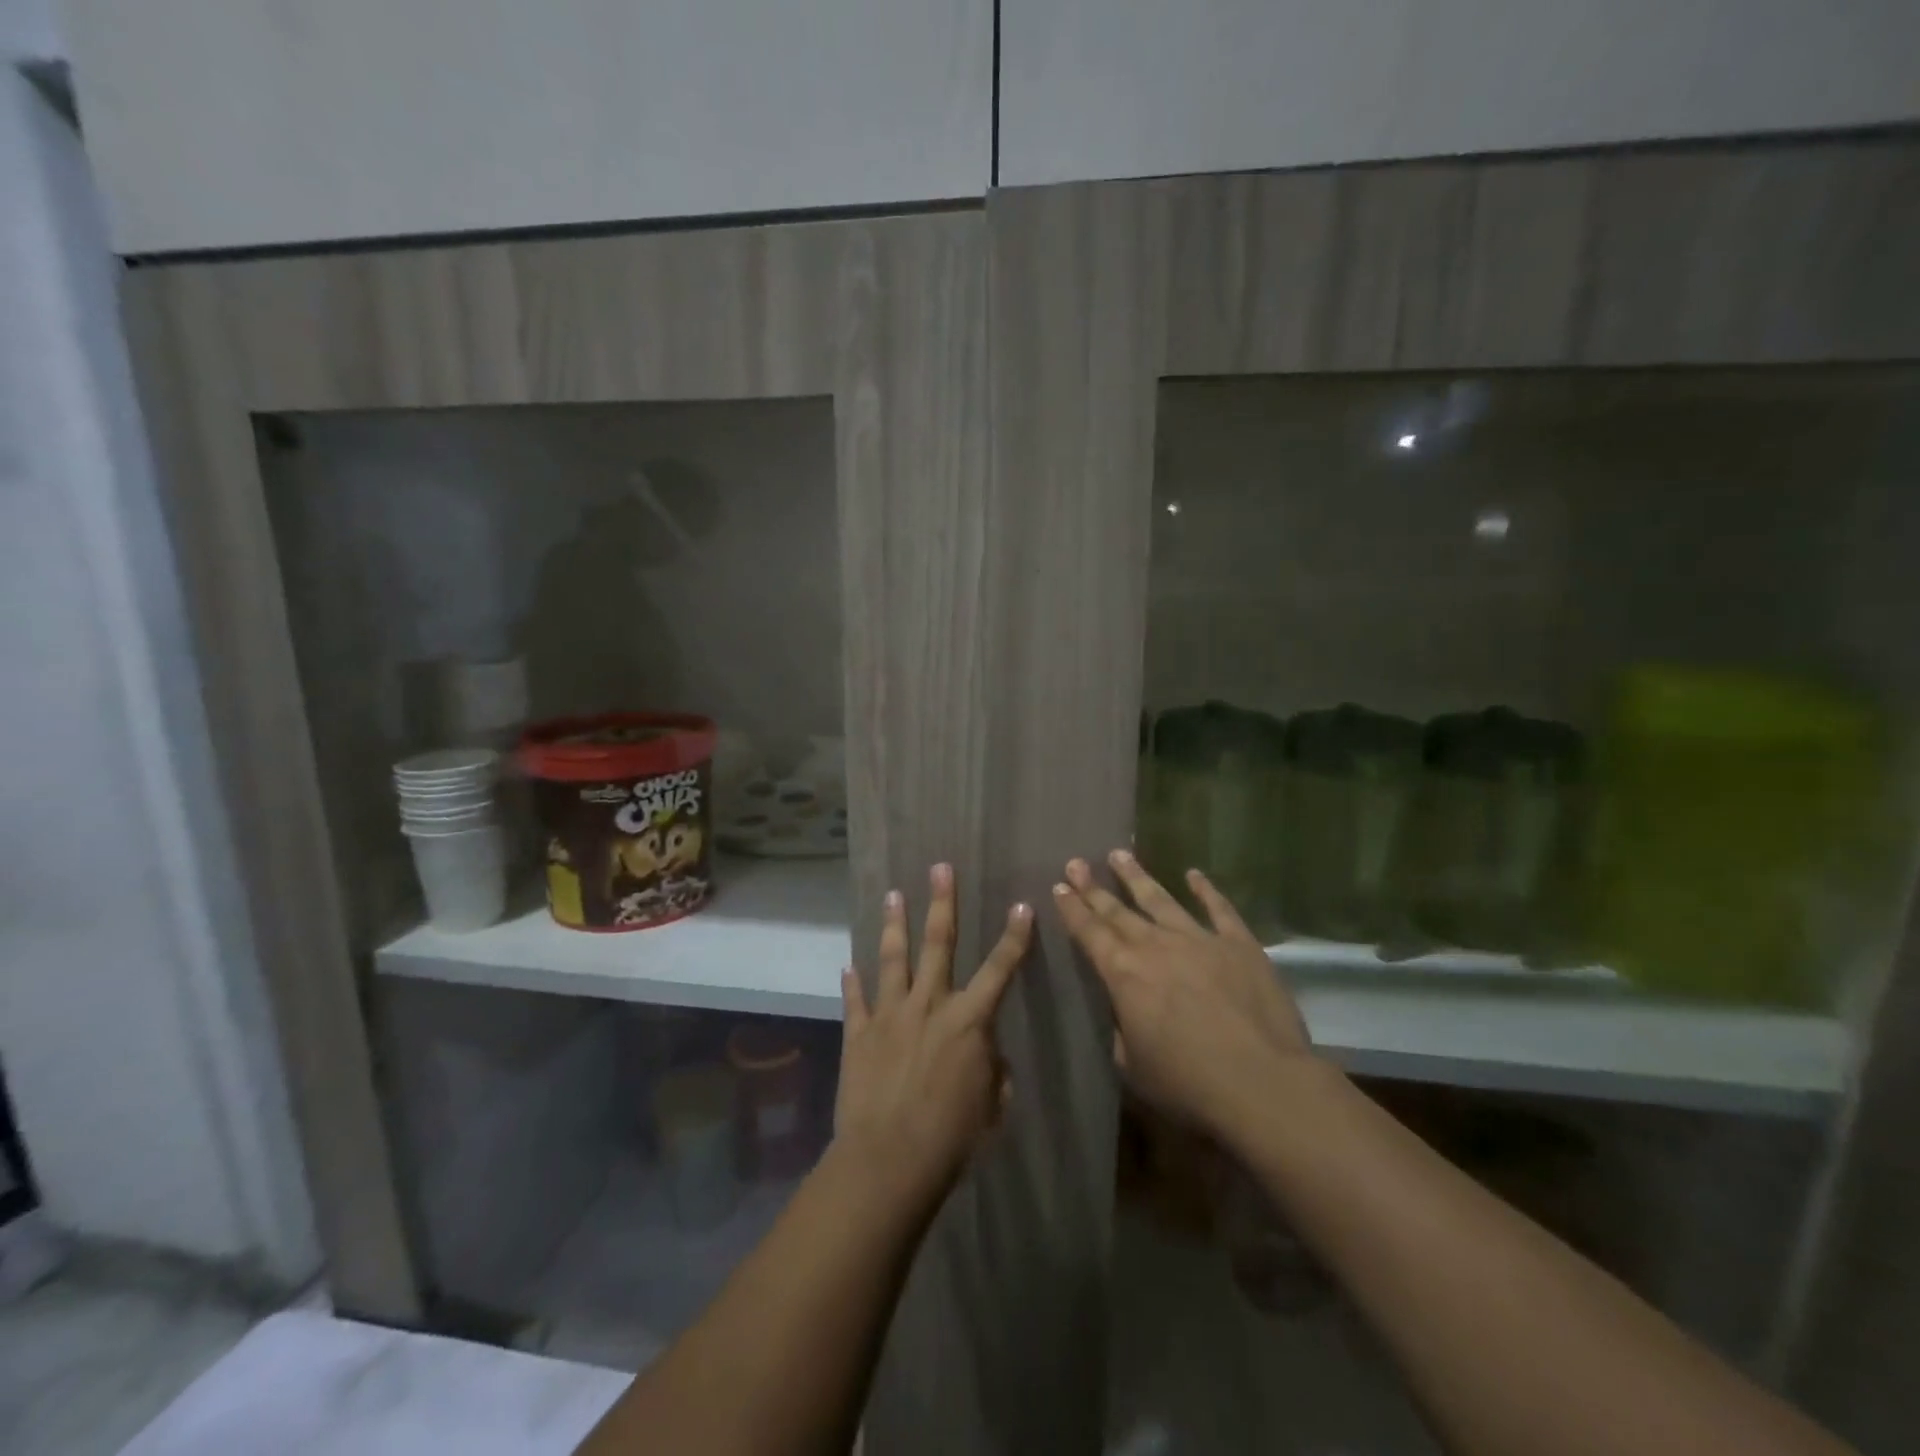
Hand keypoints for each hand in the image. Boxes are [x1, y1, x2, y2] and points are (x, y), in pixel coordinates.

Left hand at [834, 863, 1031, 1209]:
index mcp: (969, 1021)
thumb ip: (993, 1070)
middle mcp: (930, 1005)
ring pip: (893, 958)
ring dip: (895, 924)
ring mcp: (890, 1015)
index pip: (1000, 969)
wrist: (889, 1160)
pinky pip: (856, 1000)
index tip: (1021, 906)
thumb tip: (986, 1053)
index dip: (1014, 937)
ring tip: (893, 894)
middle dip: (942, 903)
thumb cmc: (952, 1138)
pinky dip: (852, 982)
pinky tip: (848, 964)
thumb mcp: (992, 1106)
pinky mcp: (859, 1033)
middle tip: (940, 868)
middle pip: (938, 943)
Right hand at [1054, 850, 1314, 1138]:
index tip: (1059, 886)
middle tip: (1075, 862)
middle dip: (1093, 887)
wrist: (1263, 1083)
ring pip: (1161, 899)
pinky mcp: (1239, 945)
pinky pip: (1219, 909)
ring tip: (1119, 854)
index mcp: (1124, 974)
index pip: (1090, 933)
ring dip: (1137, 876)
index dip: (1072, 909)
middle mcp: (1156, 946)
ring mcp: (1199, 939)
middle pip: (1118, 910)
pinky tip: (1193, 874)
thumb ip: (1122, 1032)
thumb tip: (1122, 1012)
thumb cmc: (1189, 1084)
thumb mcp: (1135, 1068)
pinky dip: (1205, 889)